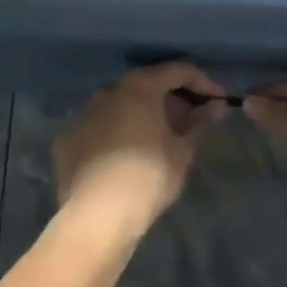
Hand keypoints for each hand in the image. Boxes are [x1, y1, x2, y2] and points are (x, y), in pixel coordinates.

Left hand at [53, 63, 227, 230]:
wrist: (97, 216)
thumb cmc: (148, 177)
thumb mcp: (182, 151)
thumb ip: (198, 123)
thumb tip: (214, 106)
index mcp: (139, 87)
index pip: (177, 70)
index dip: (203, 82)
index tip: (218, 100)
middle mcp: (108, 90)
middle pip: (147, 85)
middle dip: (172, 98)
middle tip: (192, 120)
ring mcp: (83, 113)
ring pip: (120, 105)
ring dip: (142, 114)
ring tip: (160, 137)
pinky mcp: (68, 139)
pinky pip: (100, 127)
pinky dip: (118, 133)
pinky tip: (128, 154)